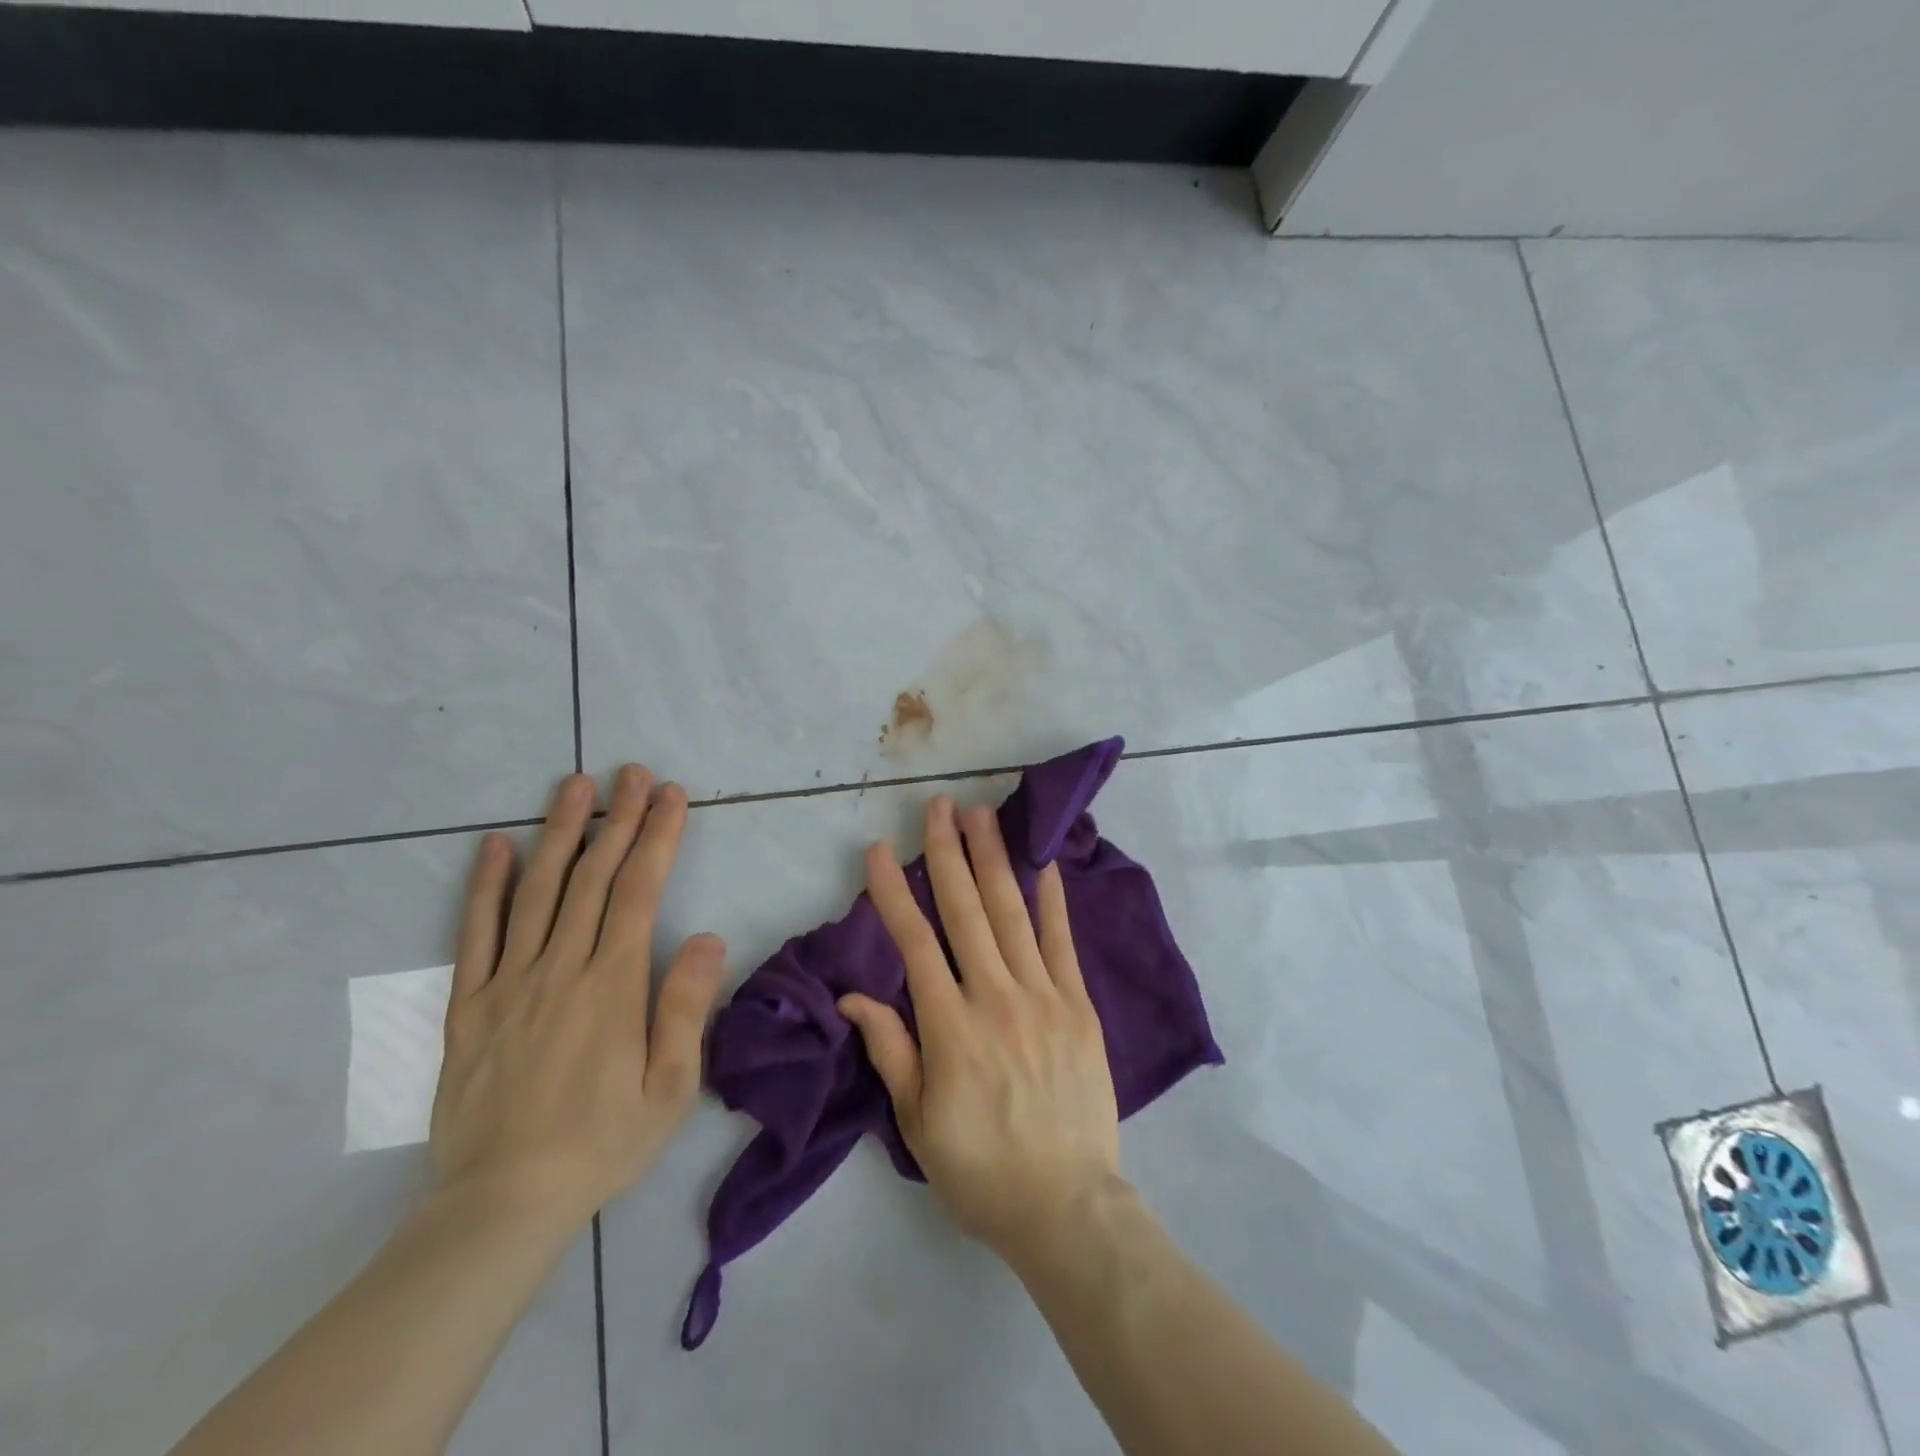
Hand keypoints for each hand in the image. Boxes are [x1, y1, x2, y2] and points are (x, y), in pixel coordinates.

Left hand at [430, 765, 725, 1232]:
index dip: (658, 838)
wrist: (501, 1205)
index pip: (638, 892)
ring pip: (536, 891)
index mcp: (612, 986)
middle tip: (632, 772)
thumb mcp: (669, 1088)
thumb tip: (705, 936)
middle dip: (618, 819)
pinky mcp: (468, 1005)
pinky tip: (494, 846)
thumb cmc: (600, 1144)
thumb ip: (685, 1007)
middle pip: (592, 878)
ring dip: (559, 833)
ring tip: (575, 785)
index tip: (672, 796)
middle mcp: (559, 969)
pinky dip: (484, 885)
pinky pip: (475, 934)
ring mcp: (508, 983)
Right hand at [838, 797, 1121, 1262]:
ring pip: (1012, 913)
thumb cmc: (980, 1169)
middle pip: (965, 910)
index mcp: (950, 1027)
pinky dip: (1052, 901)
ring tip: (982, 815)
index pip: (913, 942)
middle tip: (939, 805)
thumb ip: (891, 1050)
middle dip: (948, 852)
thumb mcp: (917, 1122)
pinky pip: (1062, 943)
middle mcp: (995, 997)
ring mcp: (1043, 996)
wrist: (1066, 1205)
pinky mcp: (1079, 1006)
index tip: (879, 849)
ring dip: (994, 859)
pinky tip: (1044, 863)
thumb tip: (853, 997)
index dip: (893, 891)